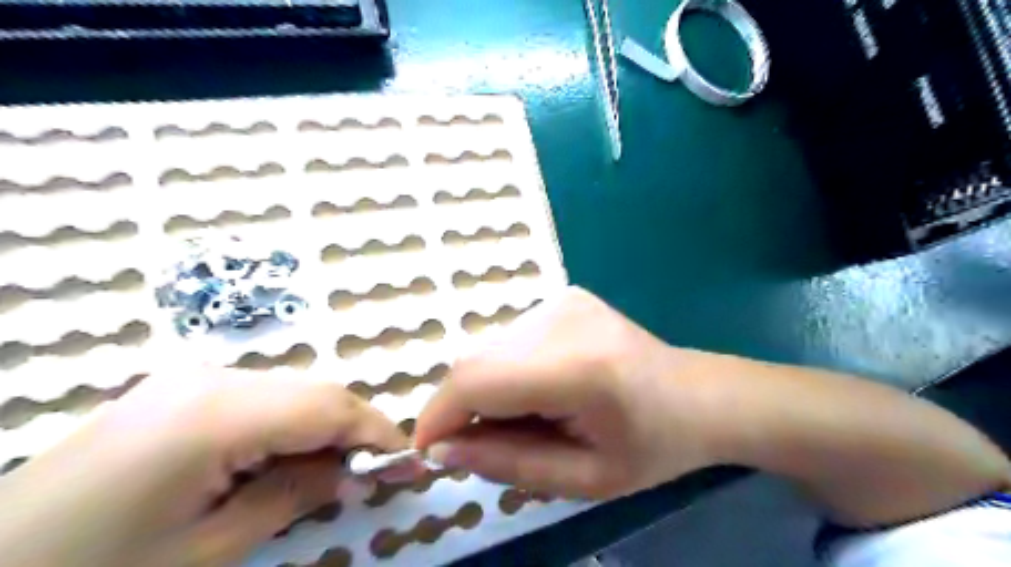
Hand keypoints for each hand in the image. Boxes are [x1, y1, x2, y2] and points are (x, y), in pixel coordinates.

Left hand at [0, 368, 409, 566]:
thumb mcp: (208, 551)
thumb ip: (293, 497)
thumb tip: (353, 474)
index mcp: (216, 413)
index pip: (328, 406)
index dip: (377, 432)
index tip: (409, 463)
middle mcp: (210, 377)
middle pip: (313, 391)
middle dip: (354, 429)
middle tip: (376, 472)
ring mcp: (190, 378)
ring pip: (290, 391)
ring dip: (322, 427)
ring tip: (333, 472)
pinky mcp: (177, 390)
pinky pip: (258, 397)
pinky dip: (288, 425)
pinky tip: (284, 459)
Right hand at [415, 287, 721, 499]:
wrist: (697, 394)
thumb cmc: (651, 447)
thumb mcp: (584, 480)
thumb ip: (508, 464)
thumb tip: (443, 449)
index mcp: (577, 368)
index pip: (477, 381)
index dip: (439, 416)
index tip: (429, 452)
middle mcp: (562, 318)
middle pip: (474, 360)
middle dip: (462, 407)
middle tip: (486, 442)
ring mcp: (562, 299)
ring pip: (488, 348)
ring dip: (487, 388)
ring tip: (527, 415)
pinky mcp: (563, 295)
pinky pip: (509, 338)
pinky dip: (506, 369)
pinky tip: (542, 387)